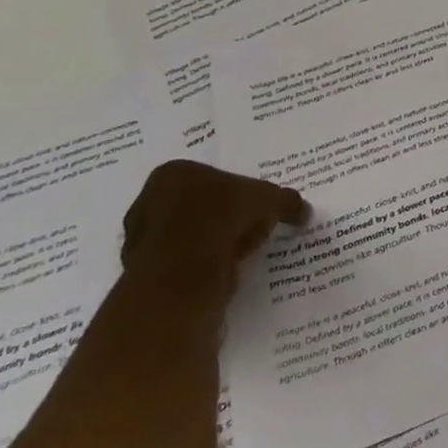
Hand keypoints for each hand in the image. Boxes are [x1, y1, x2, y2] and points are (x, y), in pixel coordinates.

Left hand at [121, 160, 308, 292]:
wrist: (180, 275)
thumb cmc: (221, 218)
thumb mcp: (269, 200)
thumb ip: (287, 201)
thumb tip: (304, 212)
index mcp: (175, 172)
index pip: (217, 177)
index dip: (243, 193)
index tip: (260, 209)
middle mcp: (150, 199)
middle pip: (204, 205)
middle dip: (228, 217)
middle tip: (254, 229)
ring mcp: (142, 237)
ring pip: (193, 234)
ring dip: (217, 242)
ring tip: (241, 252)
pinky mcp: (144, 270)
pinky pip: (184, 261)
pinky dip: (204, 264)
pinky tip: (223, 269)